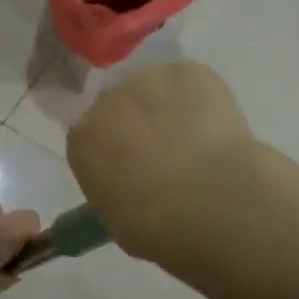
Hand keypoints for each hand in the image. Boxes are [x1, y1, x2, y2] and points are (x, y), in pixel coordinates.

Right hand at [66, 62, 261, 264]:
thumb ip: (113, 189)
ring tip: (195, 137)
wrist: (210, 203)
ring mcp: (148, 79)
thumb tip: (127, 183)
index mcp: (82, 140)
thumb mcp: (115, 218)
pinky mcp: (188, 71)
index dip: (113, 149)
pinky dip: (201, 99)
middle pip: (119, 103)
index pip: (89, 135)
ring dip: (168, 106)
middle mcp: (107, 100)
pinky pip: (191, 82)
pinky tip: (215, 126)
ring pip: (155, 88)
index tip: (132, 167)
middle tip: (165, 151)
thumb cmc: (156, 228)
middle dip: (137, 122)